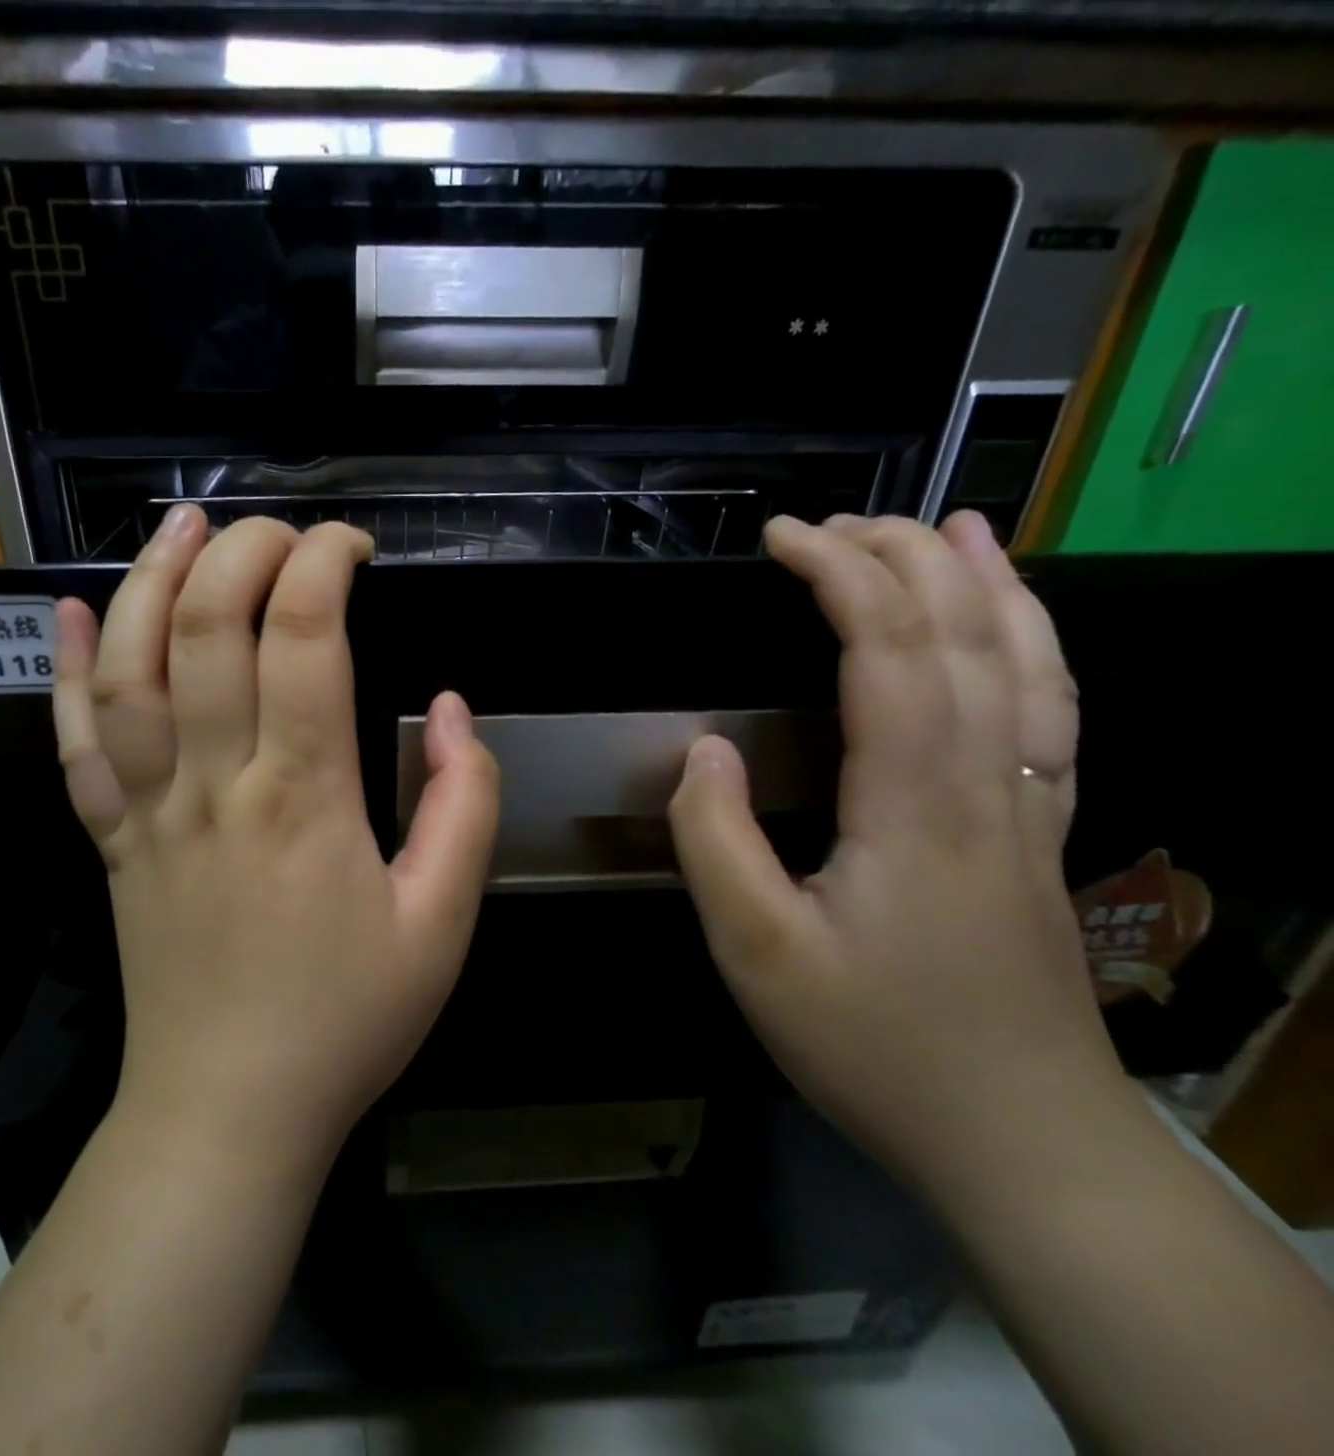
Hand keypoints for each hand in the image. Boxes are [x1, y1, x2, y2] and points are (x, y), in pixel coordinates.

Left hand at [53, 505, 499, 1167]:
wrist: (228, 1110)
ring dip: (149, 581)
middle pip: (206, 629)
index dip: (324, 566)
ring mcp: (148, 810)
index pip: (304, 638)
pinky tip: (69, 613)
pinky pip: (73, 742)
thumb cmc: (345, 1020)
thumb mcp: (442, 925)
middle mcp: (214, 784)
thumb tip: (453, 709)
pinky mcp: (112, 839)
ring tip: (181, 526)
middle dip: (242, 553)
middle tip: (279, 531)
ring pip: (128, 669)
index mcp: (303, 798)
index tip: (352, 546)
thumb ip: (465, 808)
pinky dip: (65, 670)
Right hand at [668, 511, 1120, 1195]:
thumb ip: (717, 842)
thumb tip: (704, 752)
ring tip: (946, 526)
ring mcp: (1030, 807)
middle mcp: (987, 785)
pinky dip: (1036, 645)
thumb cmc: (874, 1045)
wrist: (1021, 1140)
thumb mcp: (757, 952)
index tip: (782, 537)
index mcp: (913, 805)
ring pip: (1028, 662)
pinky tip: (1013, 627)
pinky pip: (1053, 712)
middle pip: (963, 635)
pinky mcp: (1042, 834)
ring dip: (982, 582)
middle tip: (834, 523)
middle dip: (900, 558)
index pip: (886, 650)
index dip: (837, 576)